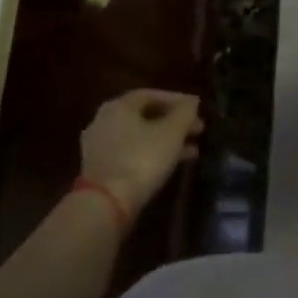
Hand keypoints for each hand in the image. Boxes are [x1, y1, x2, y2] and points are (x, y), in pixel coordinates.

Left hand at [79, 90, 202, 217]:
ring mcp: (99, 146)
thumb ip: (185, 112)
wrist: (107, 203)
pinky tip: (172, 164)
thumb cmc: (142, 159)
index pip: (151, 94)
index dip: (177, 100)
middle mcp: (104, 120)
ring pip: (139, 136)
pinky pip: (131, 153)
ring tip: (193, 150)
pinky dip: (152, 153)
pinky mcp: (100, 168)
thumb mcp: (172, 133)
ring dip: (166, 140)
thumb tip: (192, 101)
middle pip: (145, 115)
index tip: (197, 109)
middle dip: (174, 122)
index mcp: (118, 106)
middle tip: (198, 129)